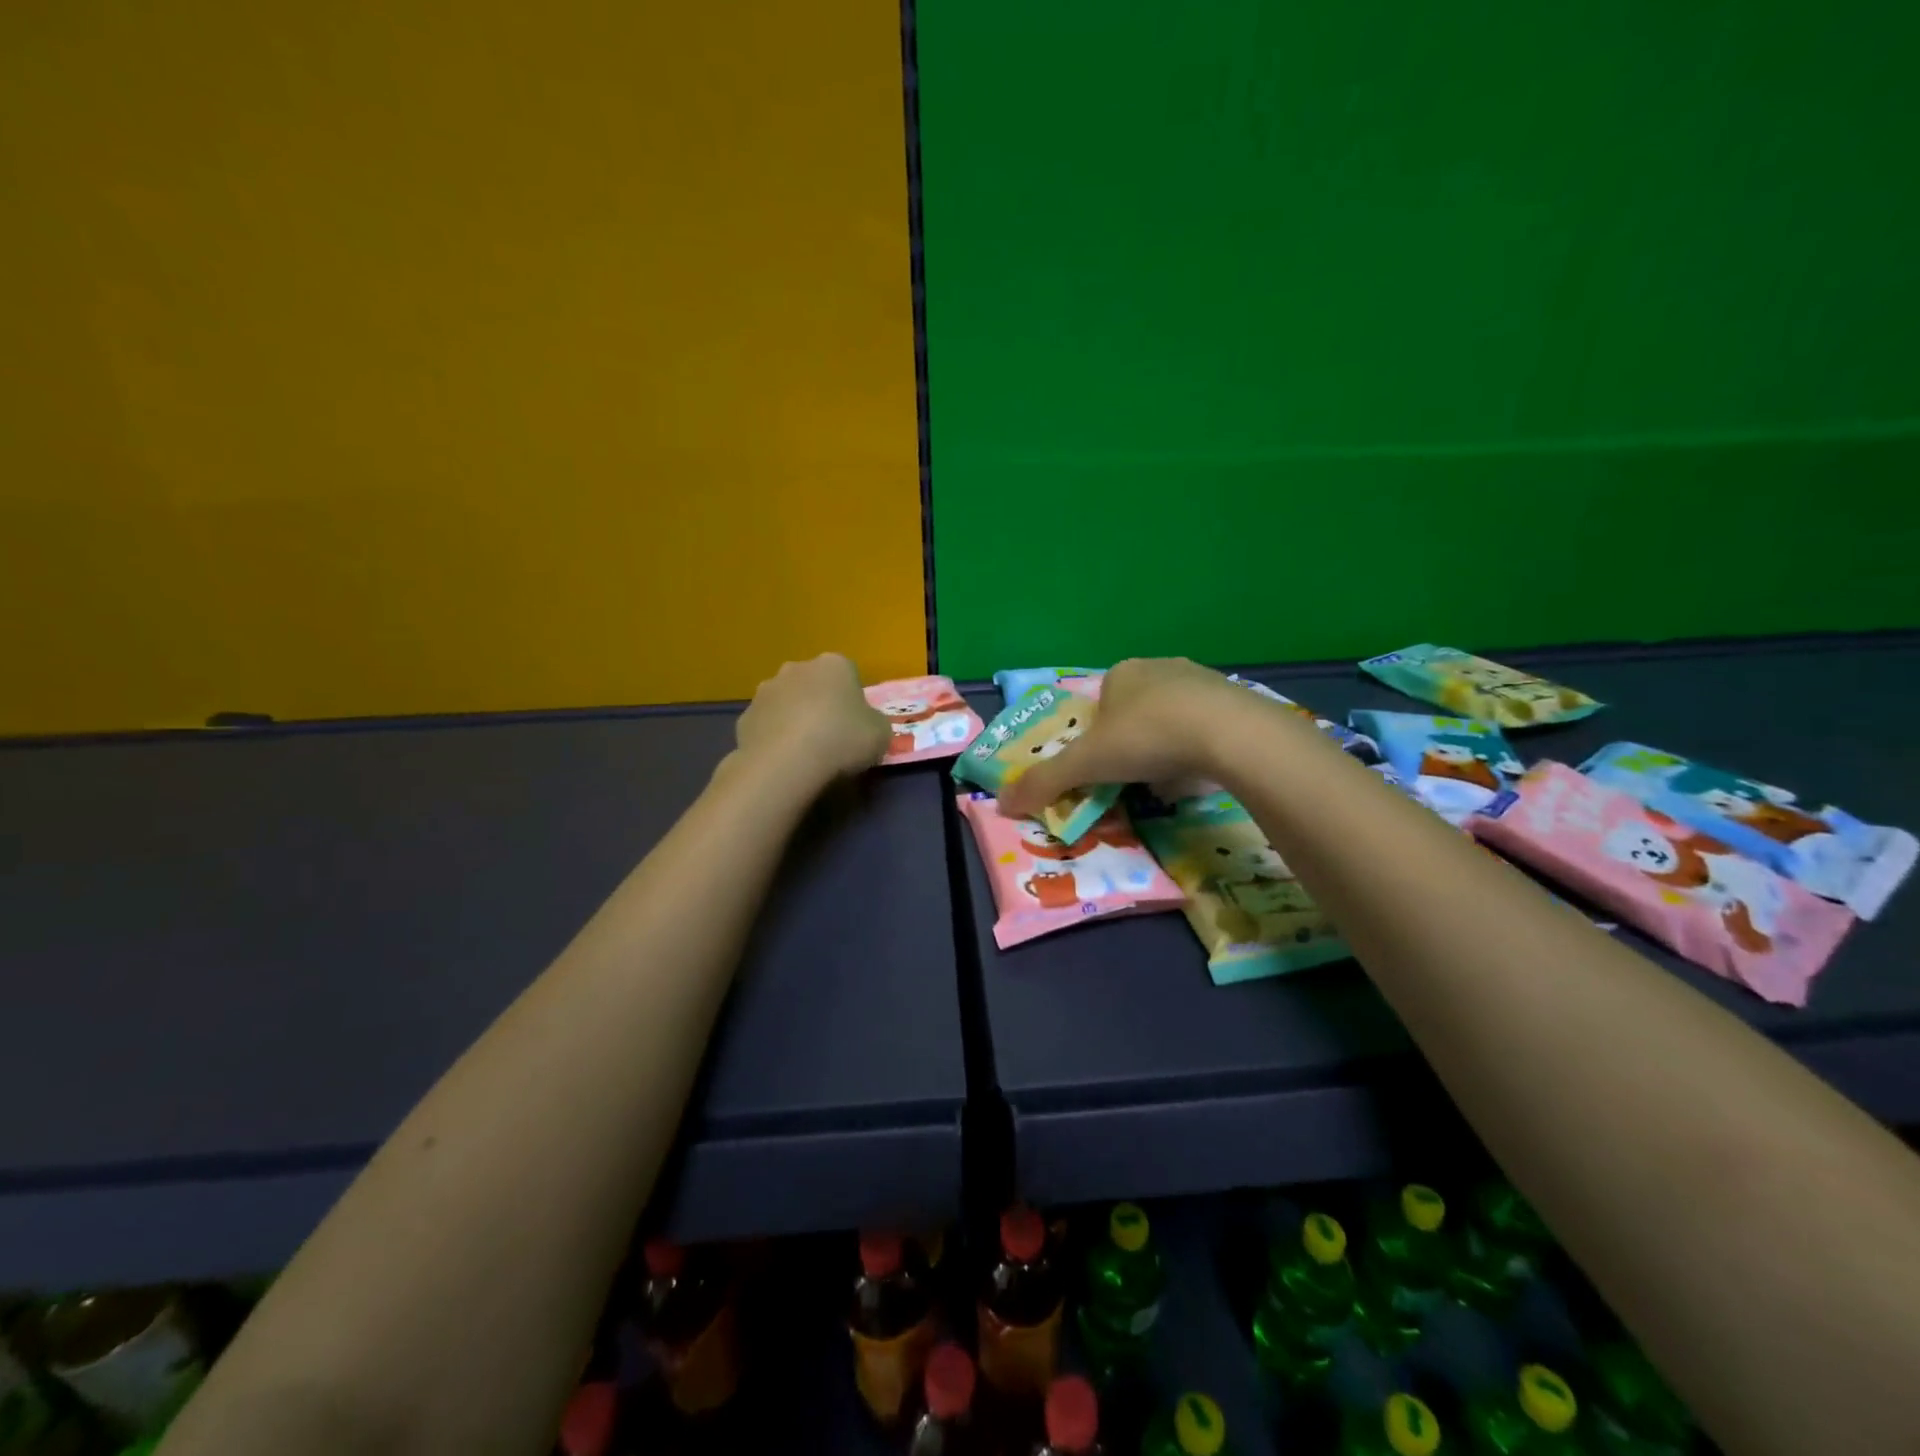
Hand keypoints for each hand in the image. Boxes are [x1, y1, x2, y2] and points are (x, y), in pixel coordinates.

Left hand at [733, 653, 893, 785]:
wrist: (786, 763)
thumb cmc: (842, 740)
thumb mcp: (881, 734)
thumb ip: (875, 723)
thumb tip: (867, 725)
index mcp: (834, 665)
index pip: (848, 674)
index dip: (853, 700)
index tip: (856, 724)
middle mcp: (797, 668)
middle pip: (814, 684)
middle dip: (820, 703)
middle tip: (831, 736)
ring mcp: (766, 691)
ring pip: (787, 702)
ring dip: (794, 718)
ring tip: (805, 752)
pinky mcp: (744, 716)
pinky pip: (767, 725)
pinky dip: (774, 738)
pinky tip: (783, 760)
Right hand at [999, 657, 1246, 815]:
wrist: (1229, 733)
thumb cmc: (1147, 737)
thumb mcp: (1086, 764)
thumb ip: (1044, 782)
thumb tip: (1001, 803)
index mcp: (1120, 674)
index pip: (1098, 706)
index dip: (1096, 739)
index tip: (1104, 768)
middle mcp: (1159, 667)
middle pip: (1135, 711)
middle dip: (1132, 743)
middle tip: (1135, 776)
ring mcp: (1201, 680)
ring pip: (1171, 718)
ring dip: (1165, 746)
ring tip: (1169, 778)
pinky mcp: (1235, 699)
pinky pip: (1206, 726)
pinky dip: (1198, 748)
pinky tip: (1201, 771)